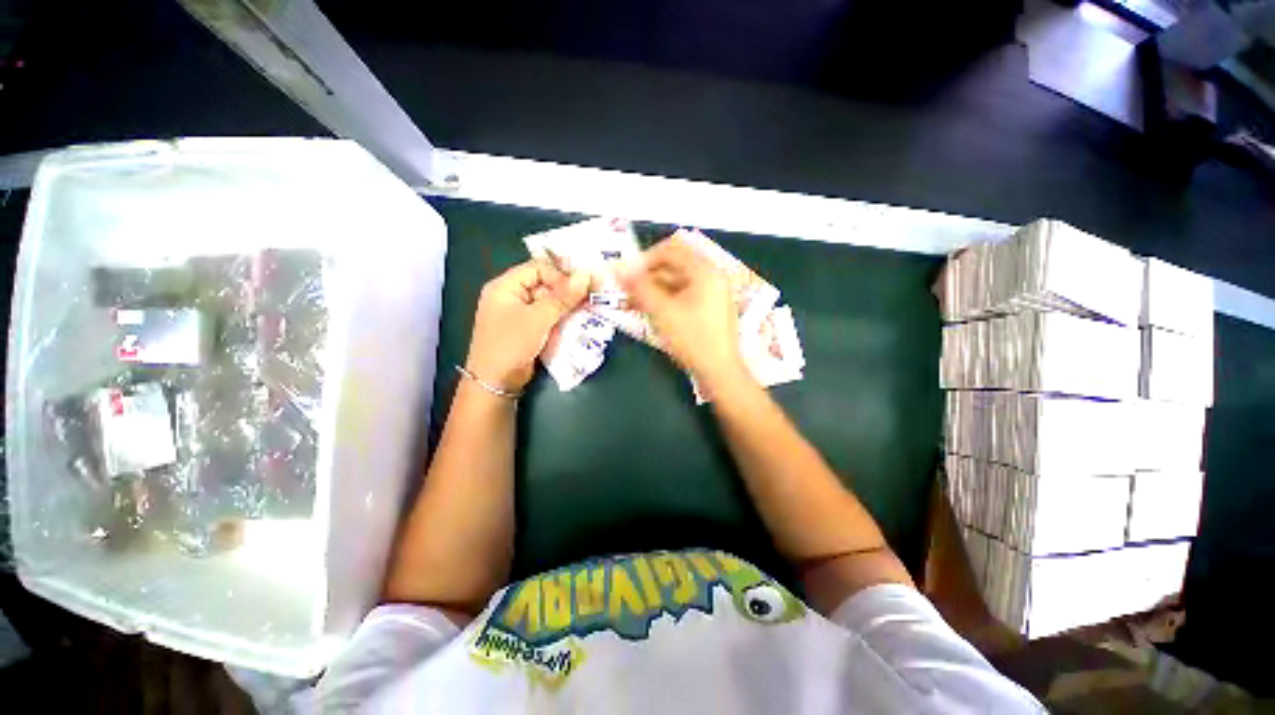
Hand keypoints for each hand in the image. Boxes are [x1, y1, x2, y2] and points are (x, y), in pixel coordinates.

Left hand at [467, 259, 590, 389]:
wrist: (495, 383)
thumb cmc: (511, 344)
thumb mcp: (538, 319)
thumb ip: (562, 297)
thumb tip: (586, 276)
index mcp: (505, 286)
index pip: (538, 269)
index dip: (561, 275)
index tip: (582, 286)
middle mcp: (511, 296)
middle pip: (544, 285)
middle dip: (567, 292)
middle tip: (590, 297)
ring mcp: (519, 314)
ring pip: (549, 302)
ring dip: (567, 307)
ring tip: (587, 310)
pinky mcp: (527, 330)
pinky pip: (548, 318)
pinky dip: (562, 319)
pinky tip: (577, 322)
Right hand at [620, 236, 745, 384]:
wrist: (719, 372)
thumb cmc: (692, 339)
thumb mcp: (662, 312)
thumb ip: (639, 287)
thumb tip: (618, 269)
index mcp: (705, 271)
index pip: (671, 249)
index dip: (645, 258)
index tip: (627, 273)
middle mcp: (711, 277)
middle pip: (674, 265)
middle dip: (647, 275)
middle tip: (626, 290)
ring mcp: (712, 294)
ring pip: (677, 282)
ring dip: (654, 289)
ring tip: (632, 302)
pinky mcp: (709, 309)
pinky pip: (683, 295)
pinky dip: (665, 300)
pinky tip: (648, 310)